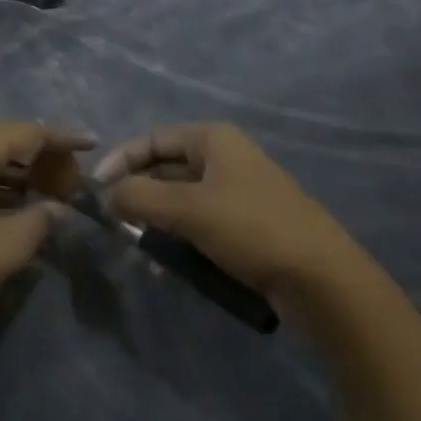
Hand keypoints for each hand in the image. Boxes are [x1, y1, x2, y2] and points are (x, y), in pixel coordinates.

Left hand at [0, 122, 91, 340]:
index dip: (60, 138)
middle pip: (6, 141)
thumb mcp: (5, 247)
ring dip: (24, 171)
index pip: (24, 133)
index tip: (92, 144)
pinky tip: (23, 208)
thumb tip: (59, 208)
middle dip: (43, 154)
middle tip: (73, 176)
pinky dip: (6, 186)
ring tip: (55, 191)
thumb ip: (39, 220)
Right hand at [95, 123, 341, 296]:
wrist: (323, 281)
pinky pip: (201, 225)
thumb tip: (108, 195)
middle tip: (116, 223)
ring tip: (141, 250)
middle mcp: (226, 159)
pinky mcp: (249, 227)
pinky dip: (180, 240)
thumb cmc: (250, 228)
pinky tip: (168, 267)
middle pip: (167, 169)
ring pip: (182, 201)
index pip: (154, 139)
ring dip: (157, 222)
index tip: (97, 189)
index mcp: (213, 139)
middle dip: (138, 195)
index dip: (121, 159)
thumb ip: (139, 197)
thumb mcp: (187, 208)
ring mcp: (239, 193)